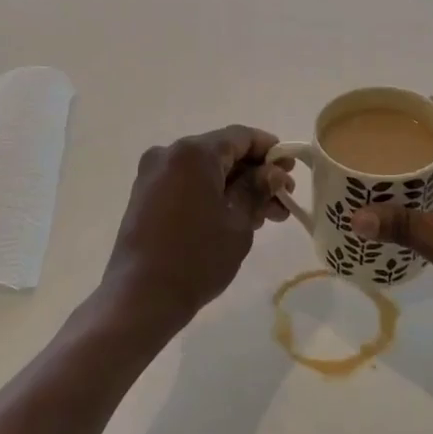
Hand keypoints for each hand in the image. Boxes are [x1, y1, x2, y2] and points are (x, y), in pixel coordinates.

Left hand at [102, 125, 292, 326]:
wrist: (141, 297)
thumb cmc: (197, 257)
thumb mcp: (239, 222)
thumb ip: (258, 189)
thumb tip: (273, 172)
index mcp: (193, 153)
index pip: (240, 137)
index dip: (269, 149)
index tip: (291, 168)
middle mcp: (169, 154)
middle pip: (222, 153)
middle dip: (255, 174)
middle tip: (283, 198)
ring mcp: (153, 175)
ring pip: (205, 172)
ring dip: (235, 188)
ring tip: (265, 217)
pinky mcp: (145, 197)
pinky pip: (187, 185)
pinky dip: (212, 195)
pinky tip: (236, 219)